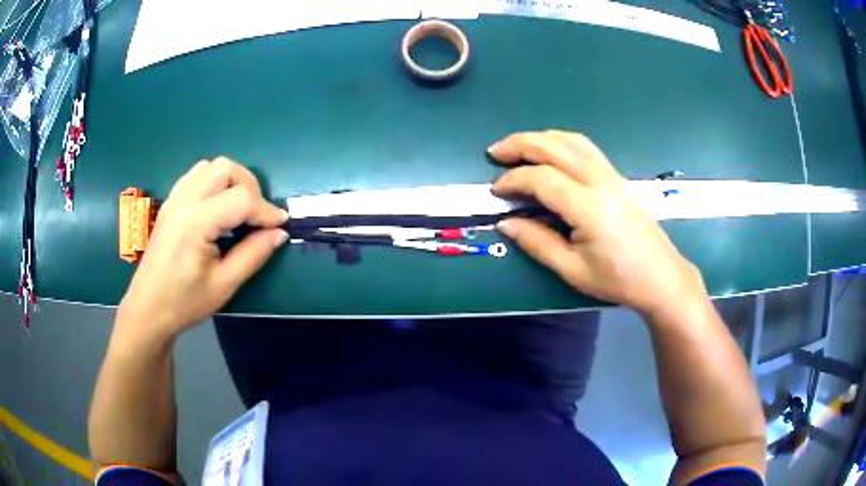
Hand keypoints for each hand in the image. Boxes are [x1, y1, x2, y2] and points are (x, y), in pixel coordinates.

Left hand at [115, 158, 287, 346]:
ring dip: (232, 180)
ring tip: (238, 209)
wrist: (148, 308)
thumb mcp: (224, 285)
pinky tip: (217, 207)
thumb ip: (253, 255)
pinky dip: (214, 182)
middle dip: (249, 186)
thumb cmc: (184, 302)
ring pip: (210, 166)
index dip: (266, 210)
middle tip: (256, 216)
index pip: (240, 198)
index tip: (280, 226)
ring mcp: (174, 198)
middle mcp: (183, 202)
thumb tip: (279, 233)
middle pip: (226, 168)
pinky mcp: (170, 202)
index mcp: (195, 224)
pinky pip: (196, 175)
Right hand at [489, 130, 705, 317]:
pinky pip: (584, 146)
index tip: (496, 192)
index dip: (513, 180)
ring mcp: (610, 174)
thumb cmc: (618, 279)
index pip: (541, 178)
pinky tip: (550, 153)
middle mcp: (599, 180)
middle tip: (494, 153)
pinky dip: (560, 142)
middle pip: (554, 146)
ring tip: (518, 149)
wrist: (660, 275)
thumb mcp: (573, 269)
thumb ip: (537, 242)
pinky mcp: (616, 176)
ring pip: (570, 140)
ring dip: (540, 138)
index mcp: (589, 207)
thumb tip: (505, 223)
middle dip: (519, 144)